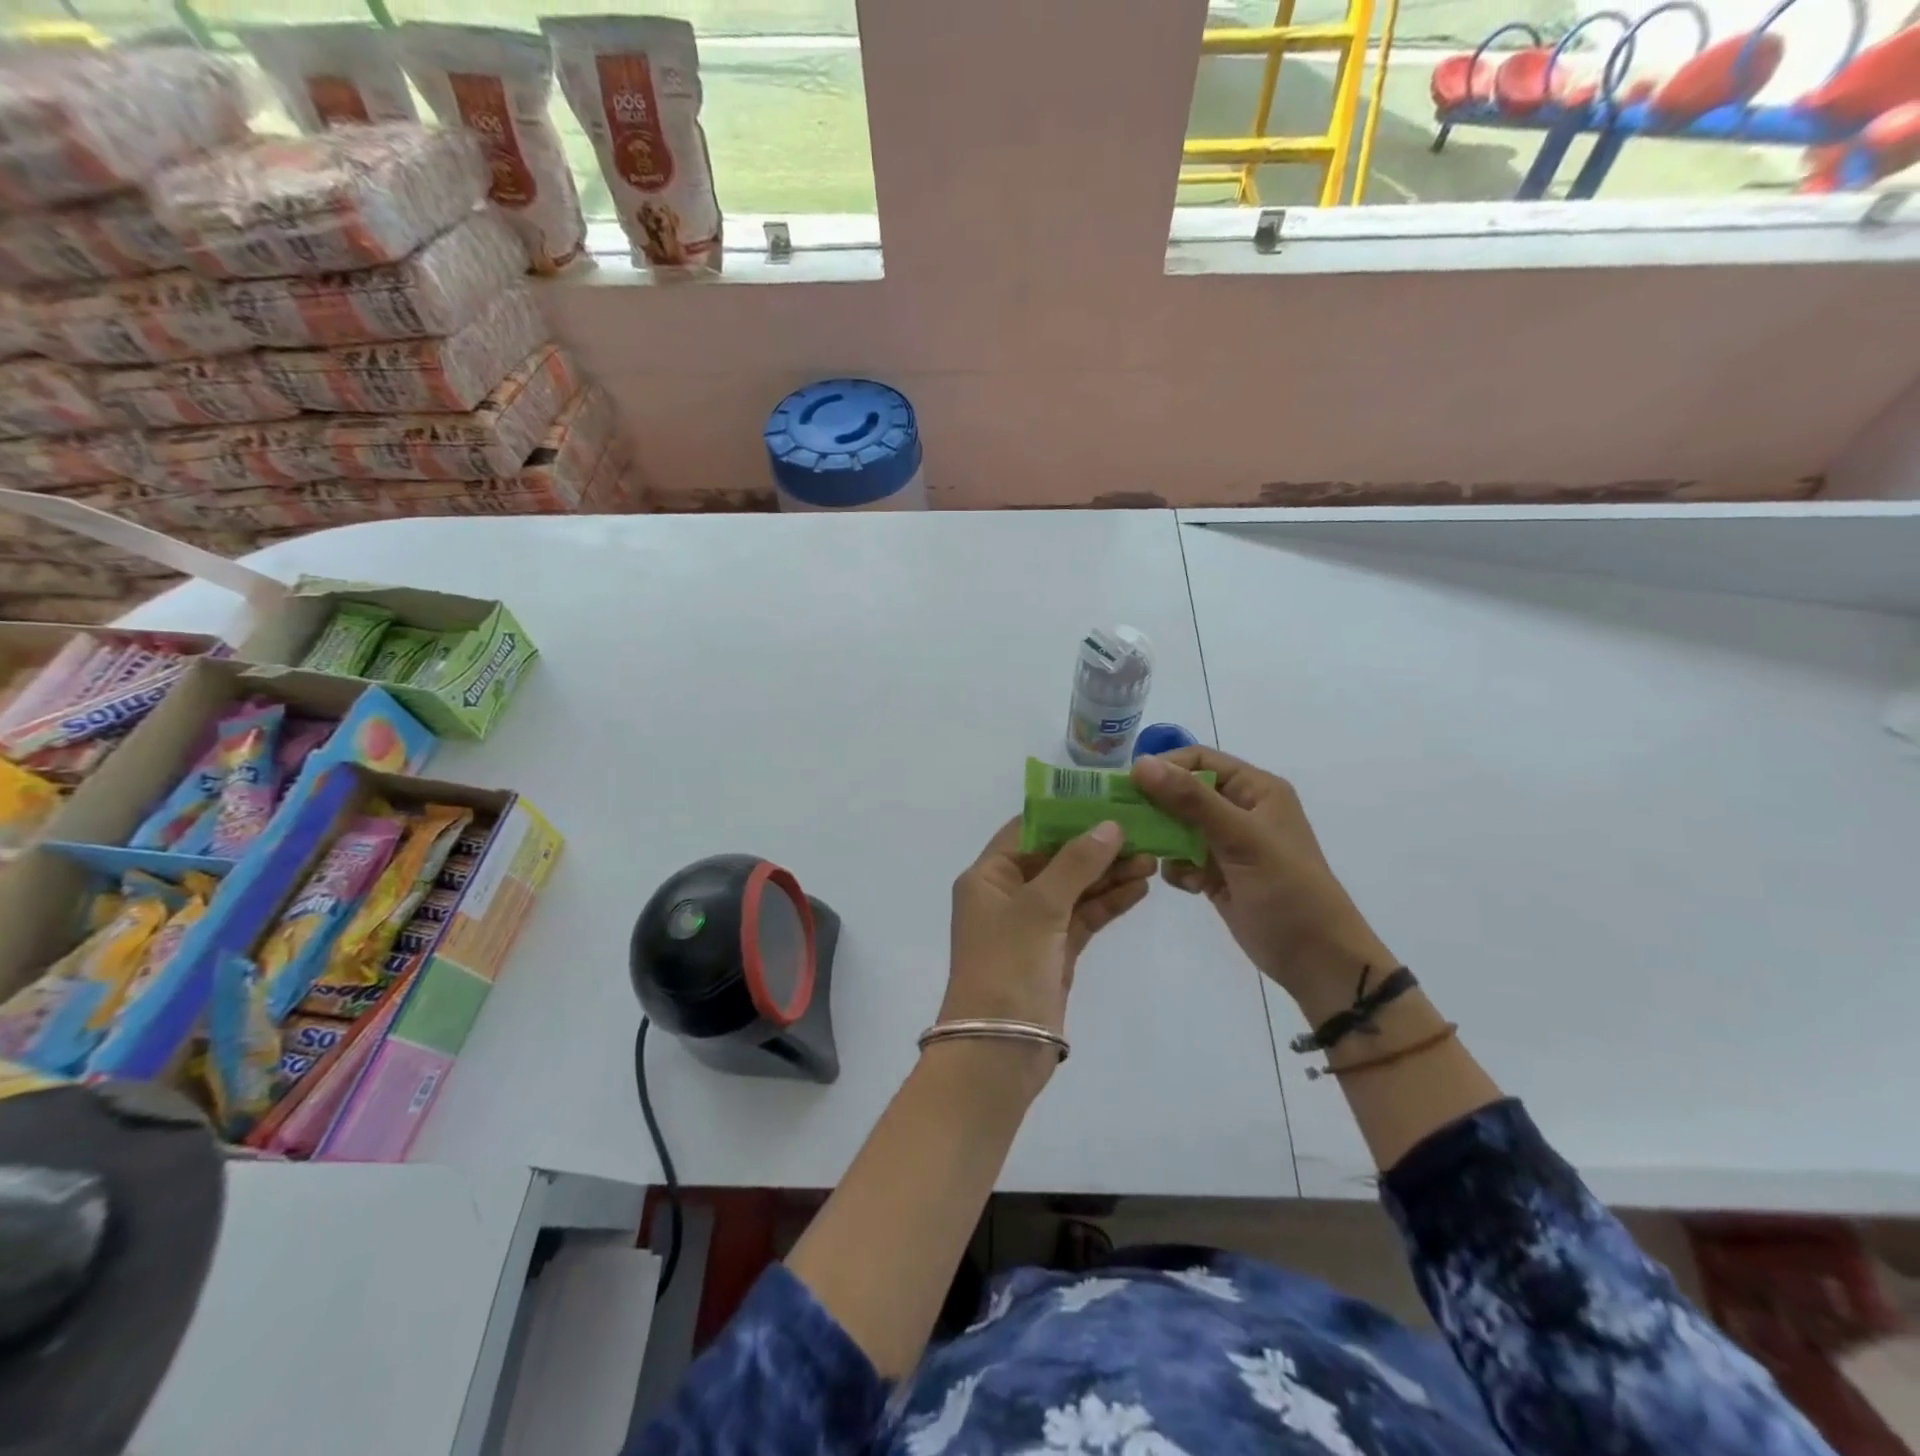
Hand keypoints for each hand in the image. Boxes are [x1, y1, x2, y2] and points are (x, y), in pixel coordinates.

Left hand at [940, 817, 1154, 1094]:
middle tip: (1143, 830)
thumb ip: (1076, 863)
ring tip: (1152, 857)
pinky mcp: (1054, 951)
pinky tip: (1140, 888)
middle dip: (1097, 845)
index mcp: (989, 875)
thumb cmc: (1007, 966)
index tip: (1108, 800)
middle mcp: (1008, 894)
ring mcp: (1032, 924)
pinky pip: (1084, 916)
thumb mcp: (1039, 907)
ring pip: (1075, 887)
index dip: (1067, 813)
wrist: (998, 1052)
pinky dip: (1109, 902)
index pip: (1029, 829)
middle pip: (1056, 857)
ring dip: (1109, 873)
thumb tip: (1110, 825)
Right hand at [1130, 748, 1395, 1014]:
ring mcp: (1227, 844)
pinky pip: (1181, 858)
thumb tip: (1139, 763)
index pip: (1200, 760)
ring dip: (1163, 839)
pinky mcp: (1217, 874)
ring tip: (1153, 856)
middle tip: (1124, 821)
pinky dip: (1177, 868)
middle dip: (1156, 805)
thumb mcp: (1240, 838)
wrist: (1316, 960)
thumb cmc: (1287, 890)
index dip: (1164, 767)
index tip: (1128, 785)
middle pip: (1183, 792)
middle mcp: (1240, 810)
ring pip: (1178, 826)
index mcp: (1256, 790)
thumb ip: (1191, 800)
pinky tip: (1189, 885)